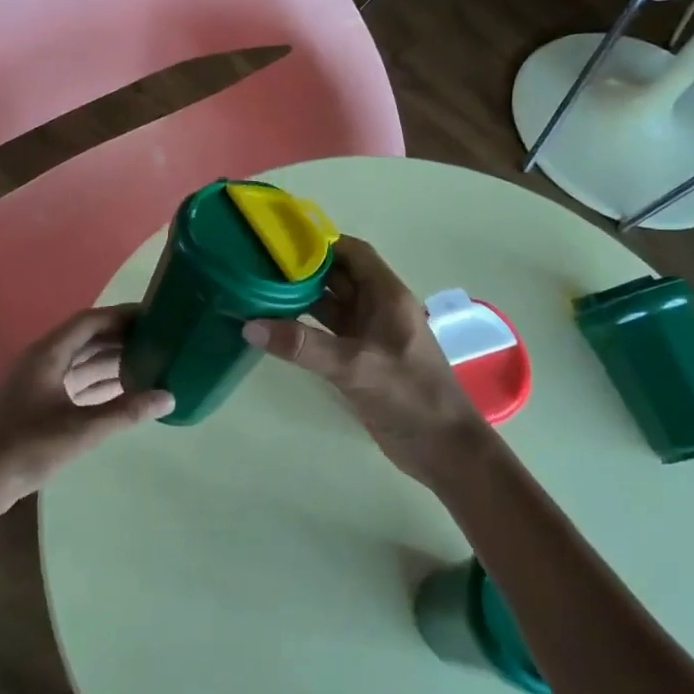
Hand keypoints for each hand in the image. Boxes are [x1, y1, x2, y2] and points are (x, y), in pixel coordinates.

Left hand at [0, 305, 174, 515]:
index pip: (89, 321)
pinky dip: (98, 384)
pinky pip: (74, 383)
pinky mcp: (38, 405)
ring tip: (149, 363)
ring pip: (81, 362)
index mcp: (48, 354)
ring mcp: (38, 383)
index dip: (120, 315)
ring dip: (111, 361)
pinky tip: (124, 392)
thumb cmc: (27, 447)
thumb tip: (168, 396)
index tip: (152, 315)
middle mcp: (43, 361)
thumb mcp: (82, 429)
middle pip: (86, 339)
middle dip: (120, 338)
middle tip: (158, 340)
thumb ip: (125, 411)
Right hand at [242, 235, 487, 485]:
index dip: (321, 244)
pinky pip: (327, 333)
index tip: (279, 242)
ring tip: (257, 292)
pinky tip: (274, 329)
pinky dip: (303, 328)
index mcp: (388, 297)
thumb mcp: (356, 367)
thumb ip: (304, 346)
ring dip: (299, 299)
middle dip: (302, 270)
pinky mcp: (359, 360)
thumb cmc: (410, 398)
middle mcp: (378, 309)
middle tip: (258, 266)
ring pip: (330, 306)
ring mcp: (369, 336)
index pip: (354, 253)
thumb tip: (250, 326)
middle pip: (338, 277)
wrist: (443, 451)